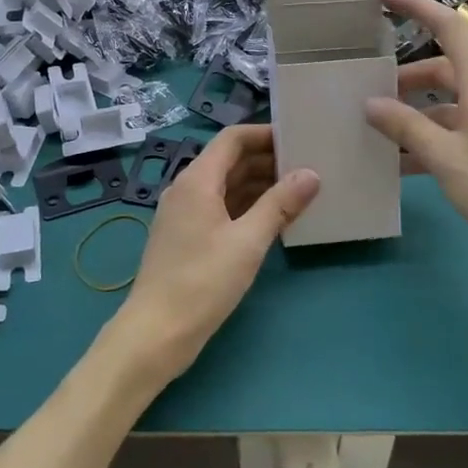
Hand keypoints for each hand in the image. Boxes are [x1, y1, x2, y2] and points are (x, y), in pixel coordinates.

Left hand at [109, 124, 317, 386]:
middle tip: (307, 165)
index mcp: (197, 180)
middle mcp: (187, 189)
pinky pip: (220, 208)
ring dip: (259, 185)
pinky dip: (247, 207)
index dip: (264, 134)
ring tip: (299, 190)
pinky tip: (274, 219)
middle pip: (229, 161)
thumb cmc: (202, 281)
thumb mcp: (248, 241)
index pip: (232, 139)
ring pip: (226, 186)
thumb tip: (311, 174)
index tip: (298, 139)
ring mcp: (185, 214)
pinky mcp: (187, 237)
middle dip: (267, 160)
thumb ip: (280, 204)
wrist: (156, 333)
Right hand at [365, 0, 467, 262]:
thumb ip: (406, 126)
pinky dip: (428, 138)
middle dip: (404, 78)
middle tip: (369, 93)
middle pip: (442, 68)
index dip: (417, 7)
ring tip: (378, 133)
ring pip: (446, 102)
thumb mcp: (445, 156)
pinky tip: (401, 165)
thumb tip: (370, 103)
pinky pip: (455, 128)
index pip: (449, 27)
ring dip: (413, 113)